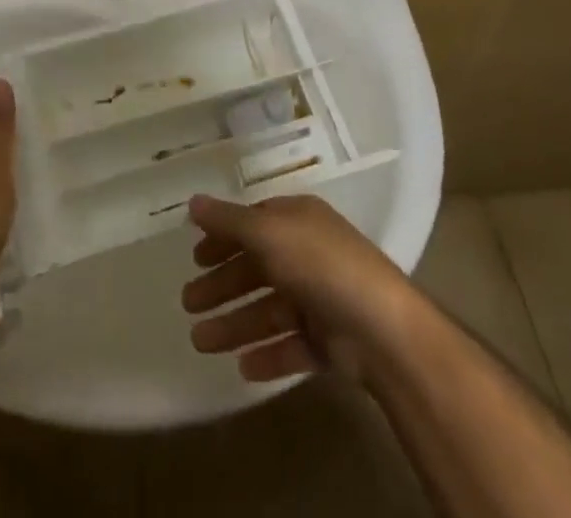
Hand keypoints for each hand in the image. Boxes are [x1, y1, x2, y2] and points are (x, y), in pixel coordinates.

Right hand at [182, 193, 416, 382]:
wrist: (383, 330)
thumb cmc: (320, 266)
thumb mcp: (268, 233)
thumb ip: (229, 221)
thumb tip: (192, 202)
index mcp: (298, 221)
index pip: (253, 223)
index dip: (224, 238)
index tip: (195, 256)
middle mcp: (309, 255)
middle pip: (257, 269)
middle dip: (222, 285)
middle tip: (188, 303)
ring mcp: (321, 300)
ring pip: (268, 310)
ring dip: (234, 324)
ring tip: (199, 342)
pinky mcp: (330, 343)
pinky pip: (291, 346)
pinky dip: (267, 354)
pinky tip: (242, 367)